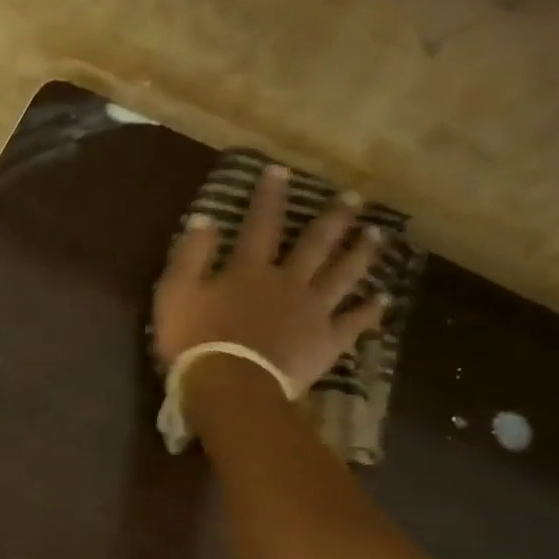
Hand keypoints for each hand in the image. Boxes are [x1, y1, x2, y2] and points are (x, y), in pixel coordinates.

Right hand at [151, 163, 387, 394]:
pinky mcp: (326, 343)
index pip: (260, 224)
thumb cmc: (195, 342)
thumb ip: (190, 255)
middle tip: (353, 198)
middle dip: (332, 218)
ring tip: (376, 235)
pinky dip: (369, 312)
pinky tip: (383, 300)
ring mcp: (312, 312)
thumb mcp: (175, 294)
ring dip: (359, 254)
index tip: (281, 171)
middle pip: (315, 244)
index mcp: (249, 270)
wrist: (230, 387)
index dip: (270, 197)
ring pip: (342, 275)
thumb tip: (204, 218)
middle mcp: (288, 282)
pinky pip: (353, 324)